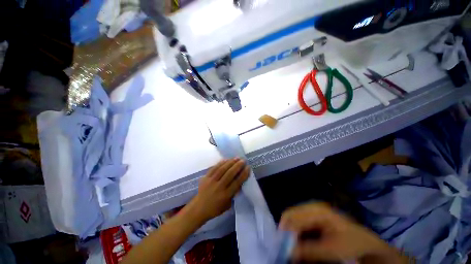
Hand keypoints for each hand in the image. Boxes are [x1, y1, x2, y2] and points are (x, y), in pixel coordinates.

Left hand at [188, 158, 249, 223]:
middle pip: (230, 174)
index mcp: (225, 195)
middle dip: (237, 166)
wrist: (198, 208)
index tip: (248, 167)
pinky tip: (225, 159)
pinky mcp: (205, 178)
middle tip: (243, 160)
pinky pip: (214, 168)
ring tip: (236, 158)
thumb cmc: (215, 208)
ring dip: (230, 162)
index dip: (243, 174)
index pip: (237, 182)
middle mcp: (219, 187)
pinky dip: (220, 163)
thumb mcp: (227, 205)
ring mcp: (211, 181)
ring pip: (222, 169)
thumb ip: (234, 193)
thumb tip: (240, 182)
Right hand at [280, 203, 405, 263]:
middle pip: (291, 214)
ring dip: (291, 231)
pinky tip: (299, 241)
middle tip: (285, 246)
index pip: (293, 216)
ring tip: (292, 245)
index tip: (282, 246)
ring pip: (294, 218)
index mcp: (317, 210)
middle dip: (286, 230)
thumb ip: (309, 250)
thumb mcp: (331, 250)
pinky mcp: (314, 215)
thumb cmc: (351, 244)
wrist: (366, 242)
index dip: (285, 230)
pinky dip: (297, 231)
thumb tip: (289, 252)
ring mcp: (313, 209)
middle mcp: (312, 206)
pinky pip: (300, 221)